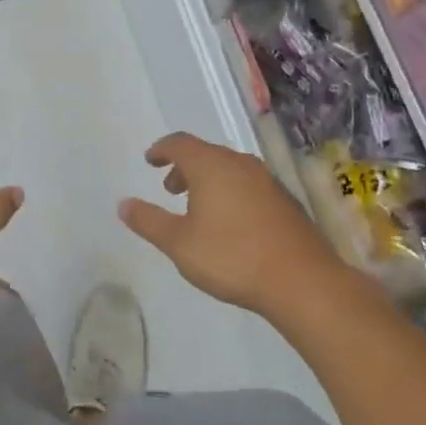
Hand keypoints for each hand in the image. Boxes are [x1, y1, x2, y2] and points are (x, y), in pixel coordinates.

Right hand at [118, 132, 338, 315]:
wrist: (302, 281)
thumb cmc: (232, 257)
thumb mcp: (179, 243)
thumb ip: (149, 221)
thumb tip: (123, 204)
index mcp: (211, 165)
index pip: (180, 143)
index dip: (162, 149)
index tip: (150, 160)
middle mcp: (240, 164)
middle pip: (206, 154)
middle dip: (184, 167)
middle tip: (170, 189)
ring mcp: (267, 181)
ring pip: (229, 169)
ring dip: (208, 181)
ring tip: (198, 208)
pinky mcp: (285, 201)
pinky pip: (248, 184)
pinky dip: (230, 192)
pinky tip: (230, 223)